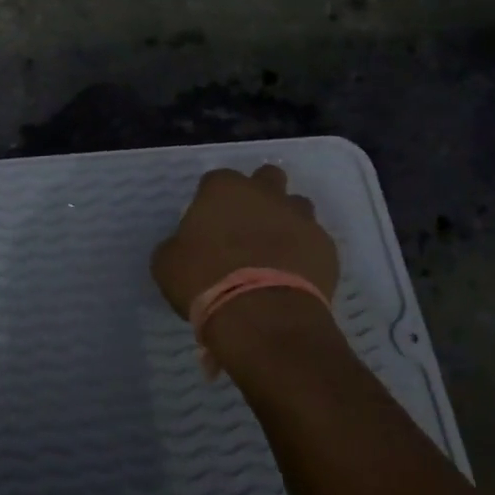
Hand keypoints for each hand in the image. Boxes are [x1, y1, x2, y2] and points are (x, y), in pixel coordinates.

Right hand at [152, 165, 341, 364]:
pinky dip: (305, 253)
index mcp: (224, 189)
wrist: (263, 316)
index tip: (208, 225)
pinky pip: (314, 242)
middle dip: (259, 195)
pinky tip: (293, 276)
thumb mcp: (168, 264)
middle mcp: (265, 193)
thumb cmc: (206, 281)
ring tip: (273, 254)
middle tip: (246, 228)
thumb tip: (183, 247)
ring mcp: (301, 217)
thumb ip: (177, 245)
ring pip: (297, 205)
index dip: (211, 202)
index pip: (216, 180)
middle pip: (267, 178)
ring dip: (286, 221)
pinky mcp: (326, 246)